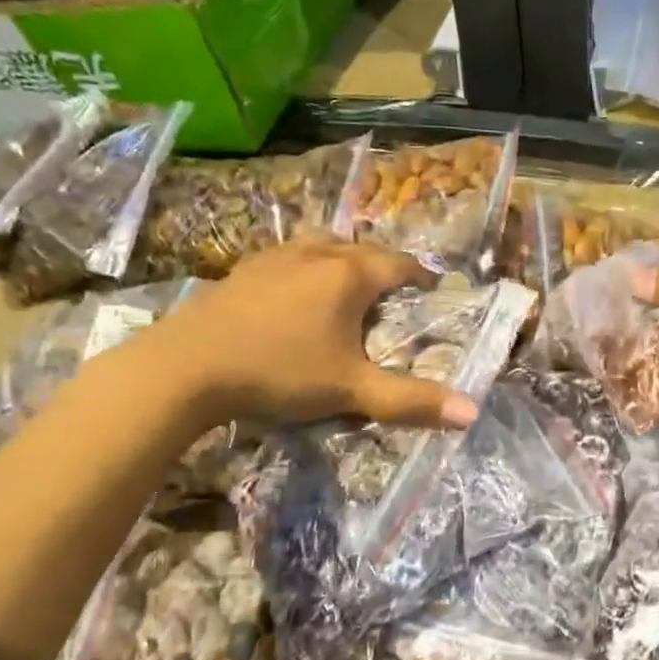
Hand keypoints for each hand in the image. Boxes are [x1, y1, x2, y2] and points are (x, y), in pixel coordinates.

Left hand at [142, 239, 480, 429]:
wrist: (187, 368)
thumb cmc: (280, 372)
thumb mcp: (352, 391)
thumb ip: (411, 401)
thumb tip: (471, 413)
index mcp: (349, 275)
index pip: (400, 264)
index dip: (423, 277)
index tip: (435, 293)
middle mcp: (317, 254)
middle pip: (363, 249)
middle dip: (385, 267)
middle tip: (395, 296)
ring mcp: (275, 257)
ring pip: (323, 247)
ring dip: (344, 261)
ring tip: (349, 287)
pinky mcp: (243, 269)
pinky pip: (290, 258)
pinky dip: (307, 269)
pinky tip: (296, 294)